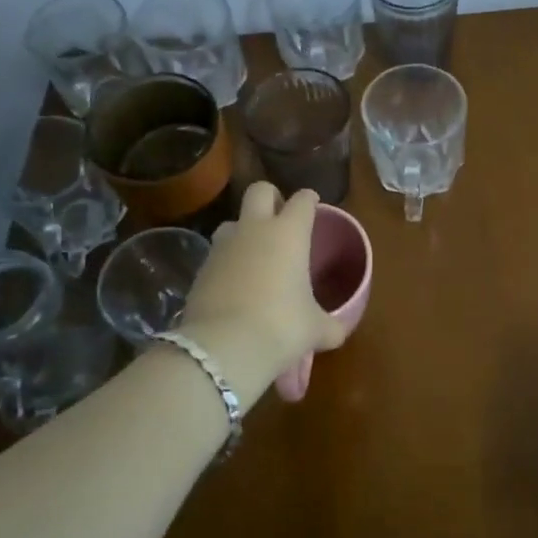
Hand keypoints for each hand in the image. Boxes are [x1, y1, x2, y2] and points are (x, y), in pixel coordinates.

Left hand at [177, 183, 346, 408]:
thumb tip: (337, 332)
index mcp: (289, 233)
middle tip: (281, 216)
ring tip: (255, 254)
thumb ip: (329, 325)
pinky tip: (236, 285)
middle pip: (260, 191)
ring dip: (244, 230)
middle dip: (271, 198)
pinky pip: (217, 255)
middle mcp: (254, 230)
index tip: (314, 206)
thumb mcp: (315, 329)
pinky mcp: (200, 270)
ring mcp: (222, 247)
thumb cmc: (281, 326)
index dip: (310, 200)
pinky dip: (227, 263)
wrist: (223, 347)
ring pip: (232, 222)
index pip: (302, 200)